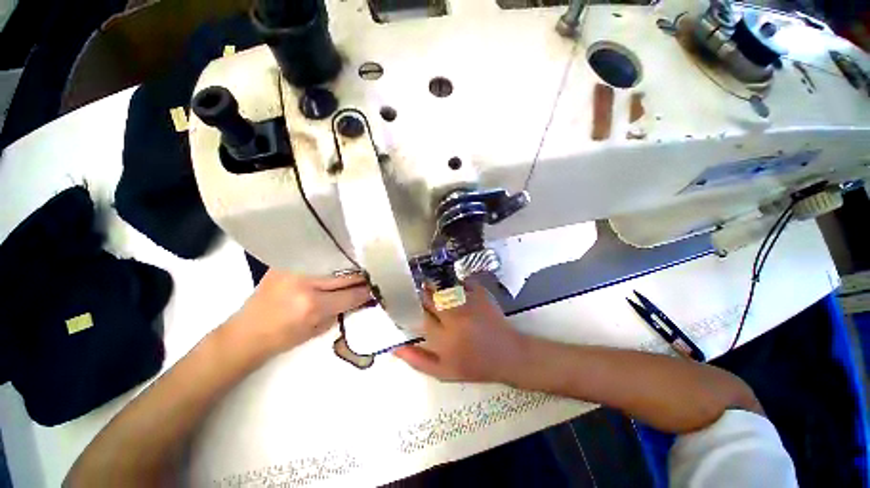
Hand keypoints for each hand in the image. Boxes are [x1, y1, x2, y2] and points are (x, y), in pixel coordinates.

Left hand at [228, 270, 371, 354]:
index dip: (368, 292)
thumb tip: (364, 296)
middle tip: (373, 277)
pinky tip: (340, 262)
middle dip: (363, 277)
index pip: (353, 294)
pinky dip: (332, 260)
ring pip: (336, 262)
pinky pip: (319, 257)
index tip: (378, 289)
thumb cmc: (283, 338)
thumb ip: (344, 310)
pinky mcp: (287, 262)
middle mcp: (306, 282)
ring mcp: (295, 268)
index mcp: (313, 305)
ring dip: (350, 266)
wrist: (246, 332)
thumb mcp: (319, 329)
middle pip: (347, 274)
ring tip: (359, 268)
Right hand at [393, 280, 528, 382]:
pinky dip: (455, 281)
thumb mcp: (443, 372)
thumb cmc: (474, 366)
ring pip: (444, 287)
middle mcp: (454, 318)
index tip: (406, 302)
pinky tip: (452, 283)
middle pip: (430, 298)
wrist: (508, 355)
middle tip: (418, 290)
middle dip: (422, 293)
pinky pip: (462, 281)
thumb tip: (394, 347)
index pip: (419, 316)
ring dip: (435, 285)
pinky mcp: (481, 295)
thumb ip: (417, 360)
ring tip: (430, 283)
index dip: (411, 307)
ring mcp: (469, 304)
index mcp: (443, 338)